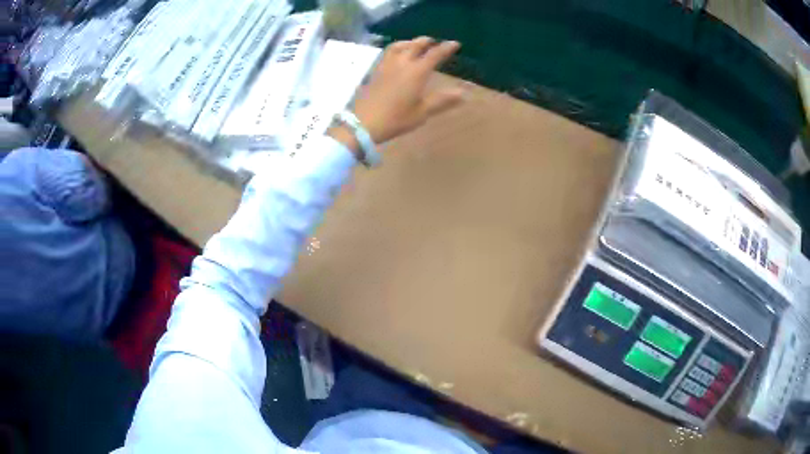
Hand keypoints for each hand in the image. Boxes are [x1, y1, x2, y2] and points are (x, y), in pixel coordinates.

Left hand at [352, 37, 464, 144]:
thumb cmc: (396, 119)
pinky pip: (387, 53)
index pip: (435, 54)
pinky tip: (396, 55)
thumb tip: (463, 93)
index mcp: (416, 72)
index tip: (455, 43)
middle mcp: (402, 63)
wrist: (364, 123)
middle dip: (426, 41)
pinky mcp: (376, 71)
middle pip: (415, 45)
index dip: (446, 48)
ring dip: (410, 42)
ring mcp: (386, 66)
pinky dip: (396, 48)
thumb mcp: (422, 112)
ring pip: (399, 46)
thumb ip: (442, 100)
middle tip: (434, 42)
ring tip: (414, 44)